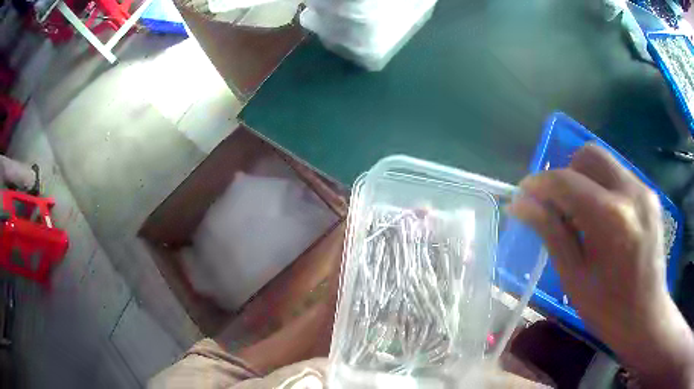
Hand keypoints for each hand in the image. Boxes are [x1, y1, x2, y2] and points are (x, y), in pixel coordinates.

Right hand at [509, 144, 693, 387]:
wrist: (646, 316)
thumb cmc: (607, 308)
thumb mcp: (573, 276)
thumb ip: (550, 232)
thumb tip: (521, 205)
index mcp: (610, 219)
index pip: (566, 182)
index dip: (539, 184)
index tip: (523, 194)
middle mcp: (630, 192)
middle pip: (588, 155)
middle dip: (566, 173)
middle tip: (558, 205)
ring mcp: (644, 190)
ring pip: (605, 162)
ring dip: (585, 179)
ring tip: (582, 215)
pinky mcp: (650, 195)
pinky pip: (619, 176)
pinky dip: (603, 187)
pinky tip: (603, 219)